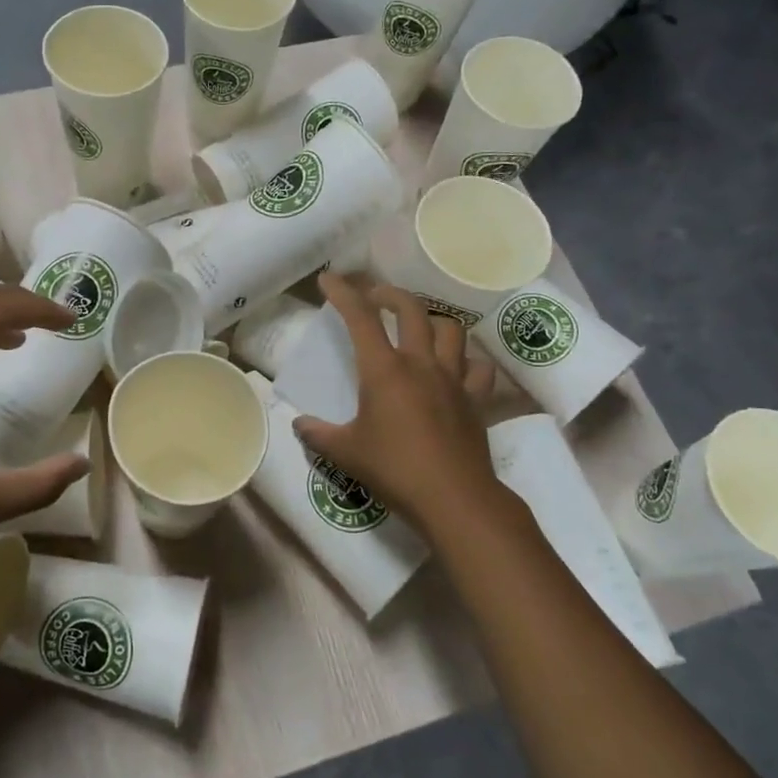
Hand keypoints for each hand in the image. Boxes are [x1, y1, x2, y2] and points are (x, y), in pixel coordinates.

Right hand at [293, 274, 500, 531]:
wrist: (454, 498)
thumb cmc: (395, 470)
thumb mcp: (346, 453)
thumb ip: (318, 435)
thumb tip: (299, 425)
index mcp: (384, 370)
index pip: (360, 317)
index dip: (342, 293)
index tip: (328, 279)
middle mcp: (421, 364)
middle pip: (411, 310)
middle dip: (389, 294)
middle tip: (374, 296)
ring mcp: (453, 379)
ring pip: (450, 329)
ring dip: (432, 320)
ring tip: (419, 327)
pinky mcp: (475, 399)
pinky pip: (478, 368)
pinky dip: (467, 360)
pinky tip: (457, 367)